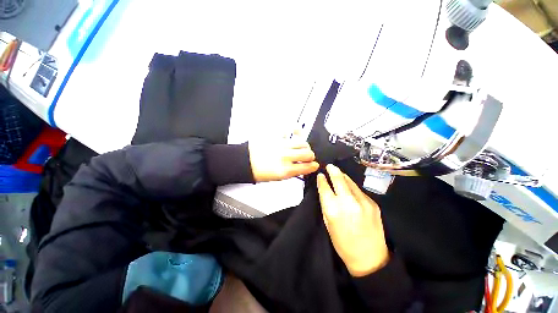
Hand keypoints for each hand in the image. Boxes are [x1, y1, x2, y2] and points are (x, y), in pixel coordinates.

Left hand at [249, 137, 318, 181]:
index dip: (313, 166)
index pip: (307, 167)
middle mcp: (285, 157)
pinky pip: (289, 131)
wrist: (246, 162)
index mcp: (285, 170)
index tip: (314, 165)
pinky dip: (295, 130)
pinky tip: (295, 131)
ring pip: (302, 142)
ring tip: (302, 147)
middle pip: (308, 153)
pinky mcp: (276, 137)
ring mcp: (281, 145)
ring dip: (305, 146)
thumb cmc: (259, 171)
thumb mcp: (278, 178)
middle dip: (311, 156)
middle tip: (308, 157)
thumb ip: (293, 172)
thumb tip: (303, 168)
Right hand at [317, 164, 388, 276]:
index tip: (320, 175)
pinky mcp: (373, 203)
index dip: (322, 180)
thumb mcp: (328, 223)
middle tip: (330, 165)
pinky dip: (352, 187)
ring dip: (343, 176)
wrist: (369, 257)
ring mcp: (363, 201)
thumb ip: (326, 204)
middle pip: (339, 179)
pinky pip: (359, 190)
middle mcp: (348, 202)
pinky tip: (349, 187)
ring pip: (350, 182)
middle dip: (333, 170)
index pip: (325, 188)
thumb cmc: (343, 243)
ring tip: (338, 173)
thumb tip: (325, 190)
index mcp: (333, 209)